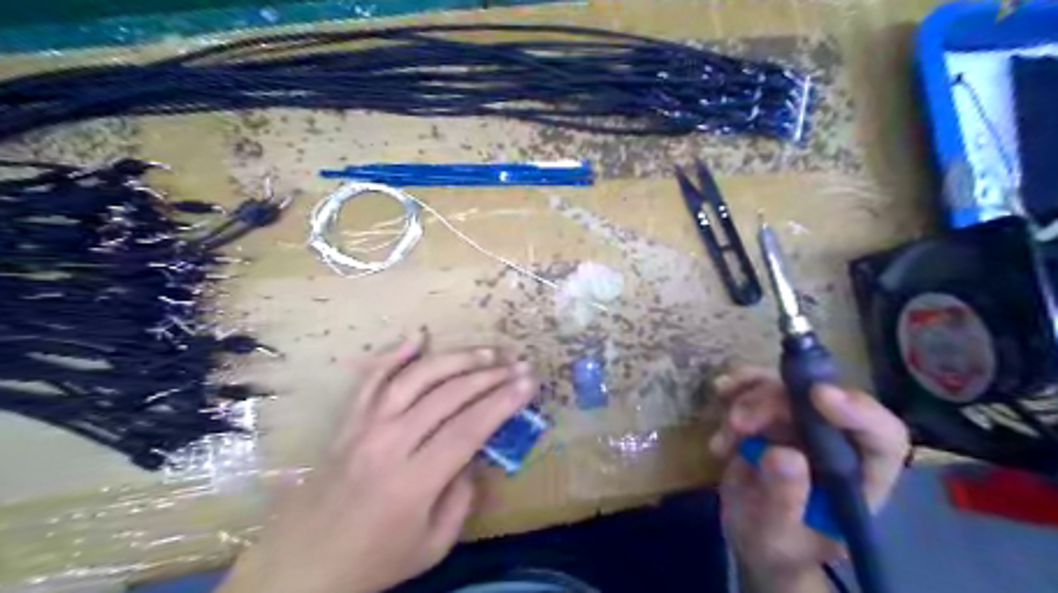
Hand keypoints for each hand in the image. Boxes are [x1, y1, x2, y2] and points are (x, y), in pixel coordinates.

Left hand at [220, 333, 537, 592]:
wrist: (300, 568)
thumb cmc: (373, 562)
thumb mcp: (433, 545)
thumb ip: (462, 497)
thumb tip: (473, 454)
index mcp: (413, 481)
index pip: (470, 428)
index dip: (503, 401)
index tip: (529, 382)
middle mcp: (389, 443)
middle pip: (448, 395)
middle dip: (490, 376)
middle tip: (518, 363)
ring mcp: (364, 427)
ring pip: (415, 378)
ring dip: (455, 359)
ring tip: (486, 352)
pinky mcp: (347, 422)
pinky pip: (371, 378)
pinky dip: (394, 353)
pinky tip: (418, 335)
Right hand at [710, 369, 908, 589]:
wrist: (751, 536)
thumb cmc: (777, 547)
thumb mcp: (777, 535)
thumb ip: (784, 499)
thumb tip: (782, 453)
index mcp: (861, 478)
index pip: (881, 437)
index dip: (858, 411)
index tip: (817, 395)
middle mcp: (837, 442)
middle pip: (818, 402)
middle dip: (773, 404)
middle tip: (737, 424)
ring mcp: (804, 424)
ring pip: (785, 388)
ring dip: (748, 399)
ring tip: (724, 435)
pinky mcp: (773, 414)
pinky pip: (759, 384)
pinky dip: (738, 386)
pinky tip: (721, 392)